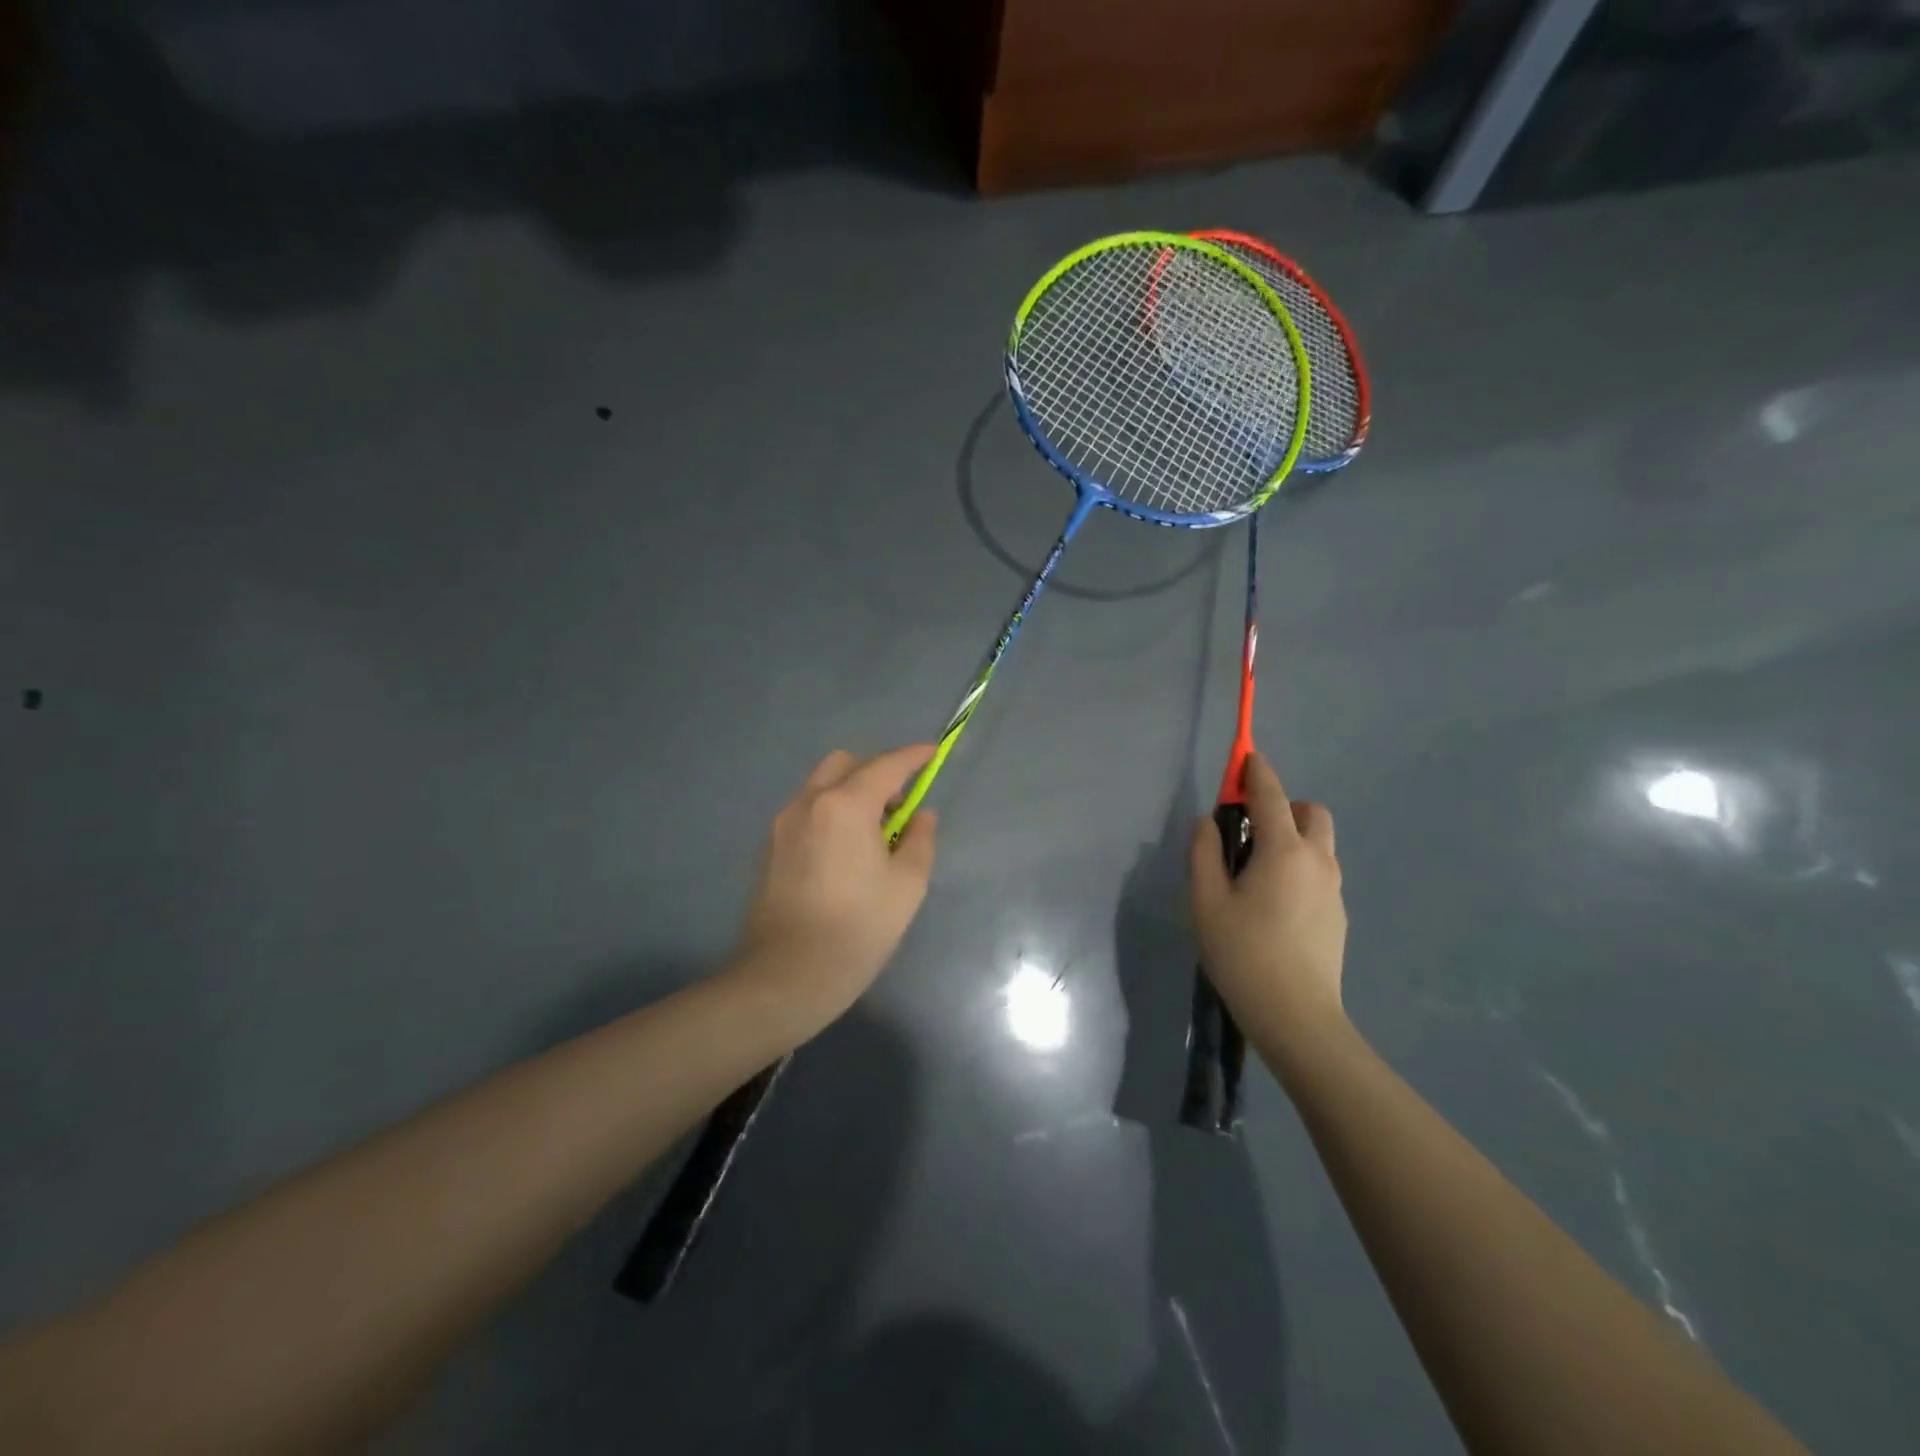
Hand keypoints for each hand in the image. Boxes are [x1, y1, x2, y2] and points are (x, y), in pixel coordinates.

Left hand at [730, 745, 938, 1034]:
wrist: (786, 976)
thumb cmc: (857, 929)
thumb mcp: (906, 885)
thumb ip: (919, 840)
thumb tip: (920, 816)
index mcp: (845, 805)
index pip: (886, 765)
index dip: (913, 756)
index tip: (933, 753)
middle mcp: (808, 802)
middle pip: (845, 764)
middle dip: (876, 771)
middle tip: (898, 806)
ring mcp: (782, 823)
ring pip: (821, 785)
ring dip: (850, 791)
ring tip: (872, 833)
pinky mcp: (769, 847)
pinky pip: (806, 810)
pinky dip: (830, 811)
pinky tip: (844, 851)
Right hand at [1190, 752, 1347, 1059]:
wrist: (1297, 1018)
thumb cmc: (1243, 954)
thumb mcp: (1206, 901)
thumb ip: (1204, 852)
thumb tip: (1209, 822)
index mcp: (1284, 851)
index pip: (1271, 795)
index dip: (1256, 771)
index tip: (1245, 757)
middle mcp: (1317, 861)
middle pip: (1311, 812)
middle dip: (1284, 805)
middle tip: (1249, 829)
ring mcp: (1334, 889)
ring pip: (1318, 843)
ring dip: (1292, 837)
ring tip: (1255, 871)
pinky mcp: (1338, 915)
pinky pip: (1319, 872)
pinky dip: (1298, 866)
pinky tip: (1272, 903)